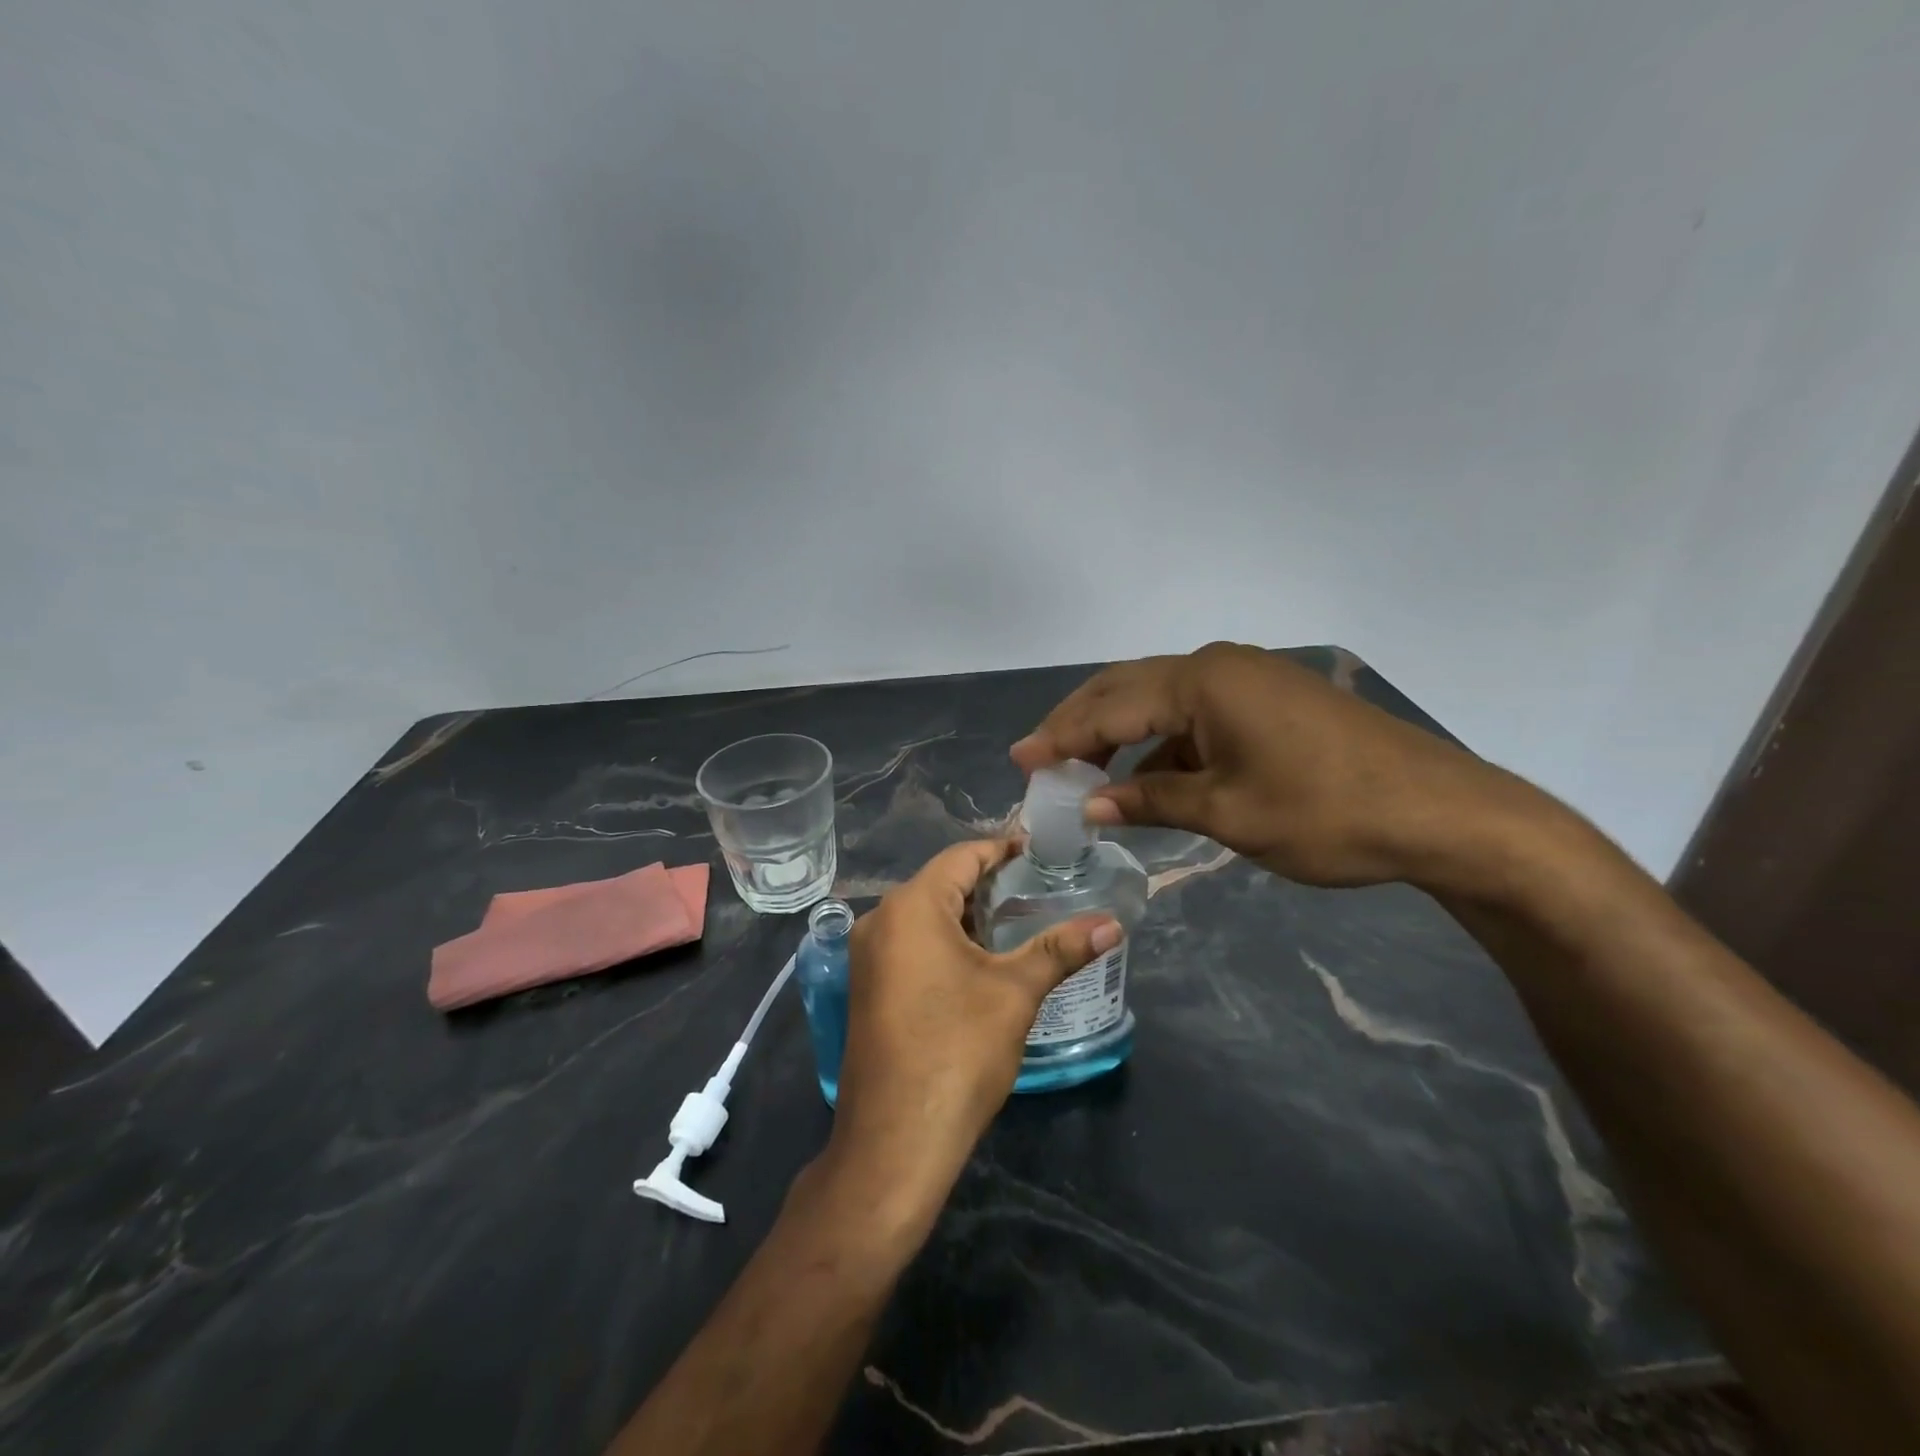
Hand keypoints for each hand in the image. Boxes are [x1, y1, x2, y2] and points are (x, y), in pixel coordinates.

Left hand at [826, 840, 1118, 1215]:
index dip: (1003, 850)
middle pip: (941, 883)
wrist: (896, 1141)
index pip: (962, 857)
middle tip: (1037, 890)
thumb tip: (1113, 923)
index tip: (1040, 854)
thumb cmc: (957, 1051)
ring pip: (924, 916)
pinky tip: (979, 962)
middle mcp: (880, 920)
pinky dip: (945, 941)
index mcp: (911, 906)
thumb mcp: (1015, 993)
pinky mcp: (868, 987)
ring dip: (968, 915)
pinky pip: (910, 944)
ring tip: (1017, 923)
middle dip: (988, 885)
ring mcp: (867, 956)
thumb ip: (1061, 949)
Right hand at [1010, 642, 1532, 890]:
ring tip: (1084, 771)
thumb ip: (1153, 800)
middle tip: (1039, 757)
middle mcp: (1217, 666)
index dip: (1061, 737)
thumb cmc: (1327, 814)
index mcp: (1202, 682)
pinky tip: (1150, 776)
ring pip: (1160, 700)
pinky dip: (1163, 743)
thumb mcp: (1228, 813)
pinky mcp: (1269, 699)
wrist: (1442, 813)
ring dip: (1120, 734)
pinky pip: (1195, 714)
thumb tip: (1092, 803)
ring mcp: (1247, 678)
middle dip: (1080, 724)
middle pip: (1128, 689)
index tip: (1020, 761)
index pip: (1110, 707)